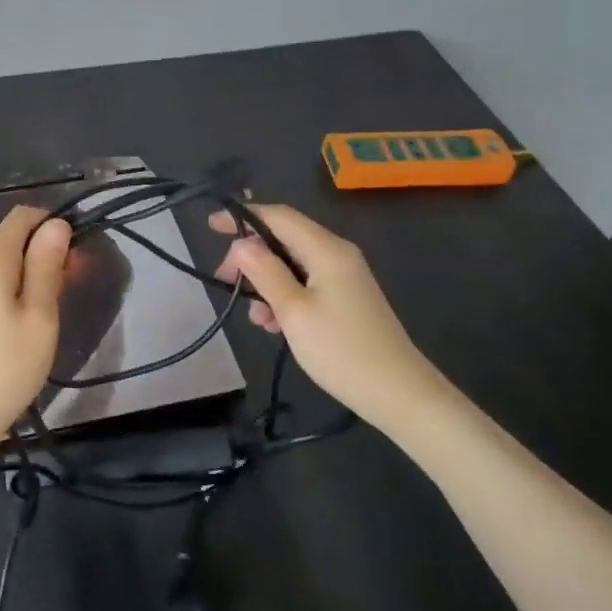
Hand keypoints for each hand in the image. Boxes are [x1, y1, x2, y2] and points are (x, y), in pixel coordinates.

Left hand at [0, 205, 70, 447]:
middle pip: (11, 239)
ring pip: (2, 264)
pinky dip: (13, 291)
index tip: (74, 255)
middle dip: (43, 252)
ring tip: (51, 311)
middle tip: (70, 288)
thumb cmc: (4, 369)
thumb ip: (46, 266)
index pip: (21, 216)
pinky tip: (25, 324)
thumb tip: (56, 224)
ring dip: (30, 274)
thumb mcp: (39, 316)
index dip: (51, 224)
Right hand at [211, 204, 447, 430]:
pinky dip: (284, 295)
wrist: (400, 394)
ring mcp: (344, 276)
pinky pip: (306, 282)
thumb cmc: (341, 350)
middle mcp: (337, 254)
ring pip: (292, 263)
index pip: (278, 216)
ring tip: (252, 315)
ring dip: (266, 281)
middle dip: (251, 256)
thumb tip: (241, 244)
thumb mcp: (293, 311)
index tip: (211, 226)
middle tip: (224, 280)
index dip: (243, 216)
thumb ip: (265, 272)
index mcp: (326, 249)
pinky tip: (273, 324)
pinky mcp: (346, 298)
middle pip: (284, 238)